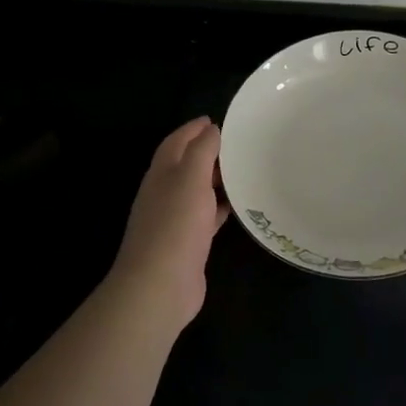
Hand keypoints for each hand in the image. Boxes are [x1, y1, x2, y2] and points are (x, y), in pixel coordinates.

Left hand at [107, 116, 229, 328]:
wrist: (160, 285)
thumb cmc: (175, 225)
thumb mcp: (190, 178)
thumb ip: (201, 150)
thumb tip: (211, 129)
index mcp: (161, 173)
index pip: (176, 142)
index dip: (193, 129)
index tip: (217, 120)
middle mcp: (165, 192)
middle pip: (186, 164)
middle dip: (208, 151)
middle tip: (239, 144)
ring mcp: (175, 219)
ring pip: (198, 190)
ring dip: (216, 179)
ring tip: (245, 170)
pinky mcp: (189, 242)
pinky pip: (207, 215)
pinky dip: (221, 206)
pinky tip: (240, 205)